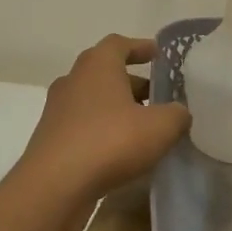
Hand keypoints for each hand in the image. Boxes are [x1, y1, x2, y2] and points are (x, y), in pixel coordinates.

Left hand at [15, 34, 191, 230]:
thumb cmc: (110, 142)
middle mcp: (73, 81)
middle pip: (106, 73)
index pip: (119, 44)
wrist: (54, 186)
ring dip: (118, 110)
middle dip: (134, 83)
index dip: (140, 47)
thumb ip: (176, 115)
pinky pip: (85, 127)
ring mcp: (58, 111)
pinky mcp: (52, 140)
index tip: (158, 54)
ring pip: (95, 102)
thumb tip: (179, 113)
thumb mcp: (160, 127)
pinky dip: (104, 132)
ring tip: (145, 128)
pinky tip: (123, 152)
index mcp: (97, 66)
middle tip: (159, 97)